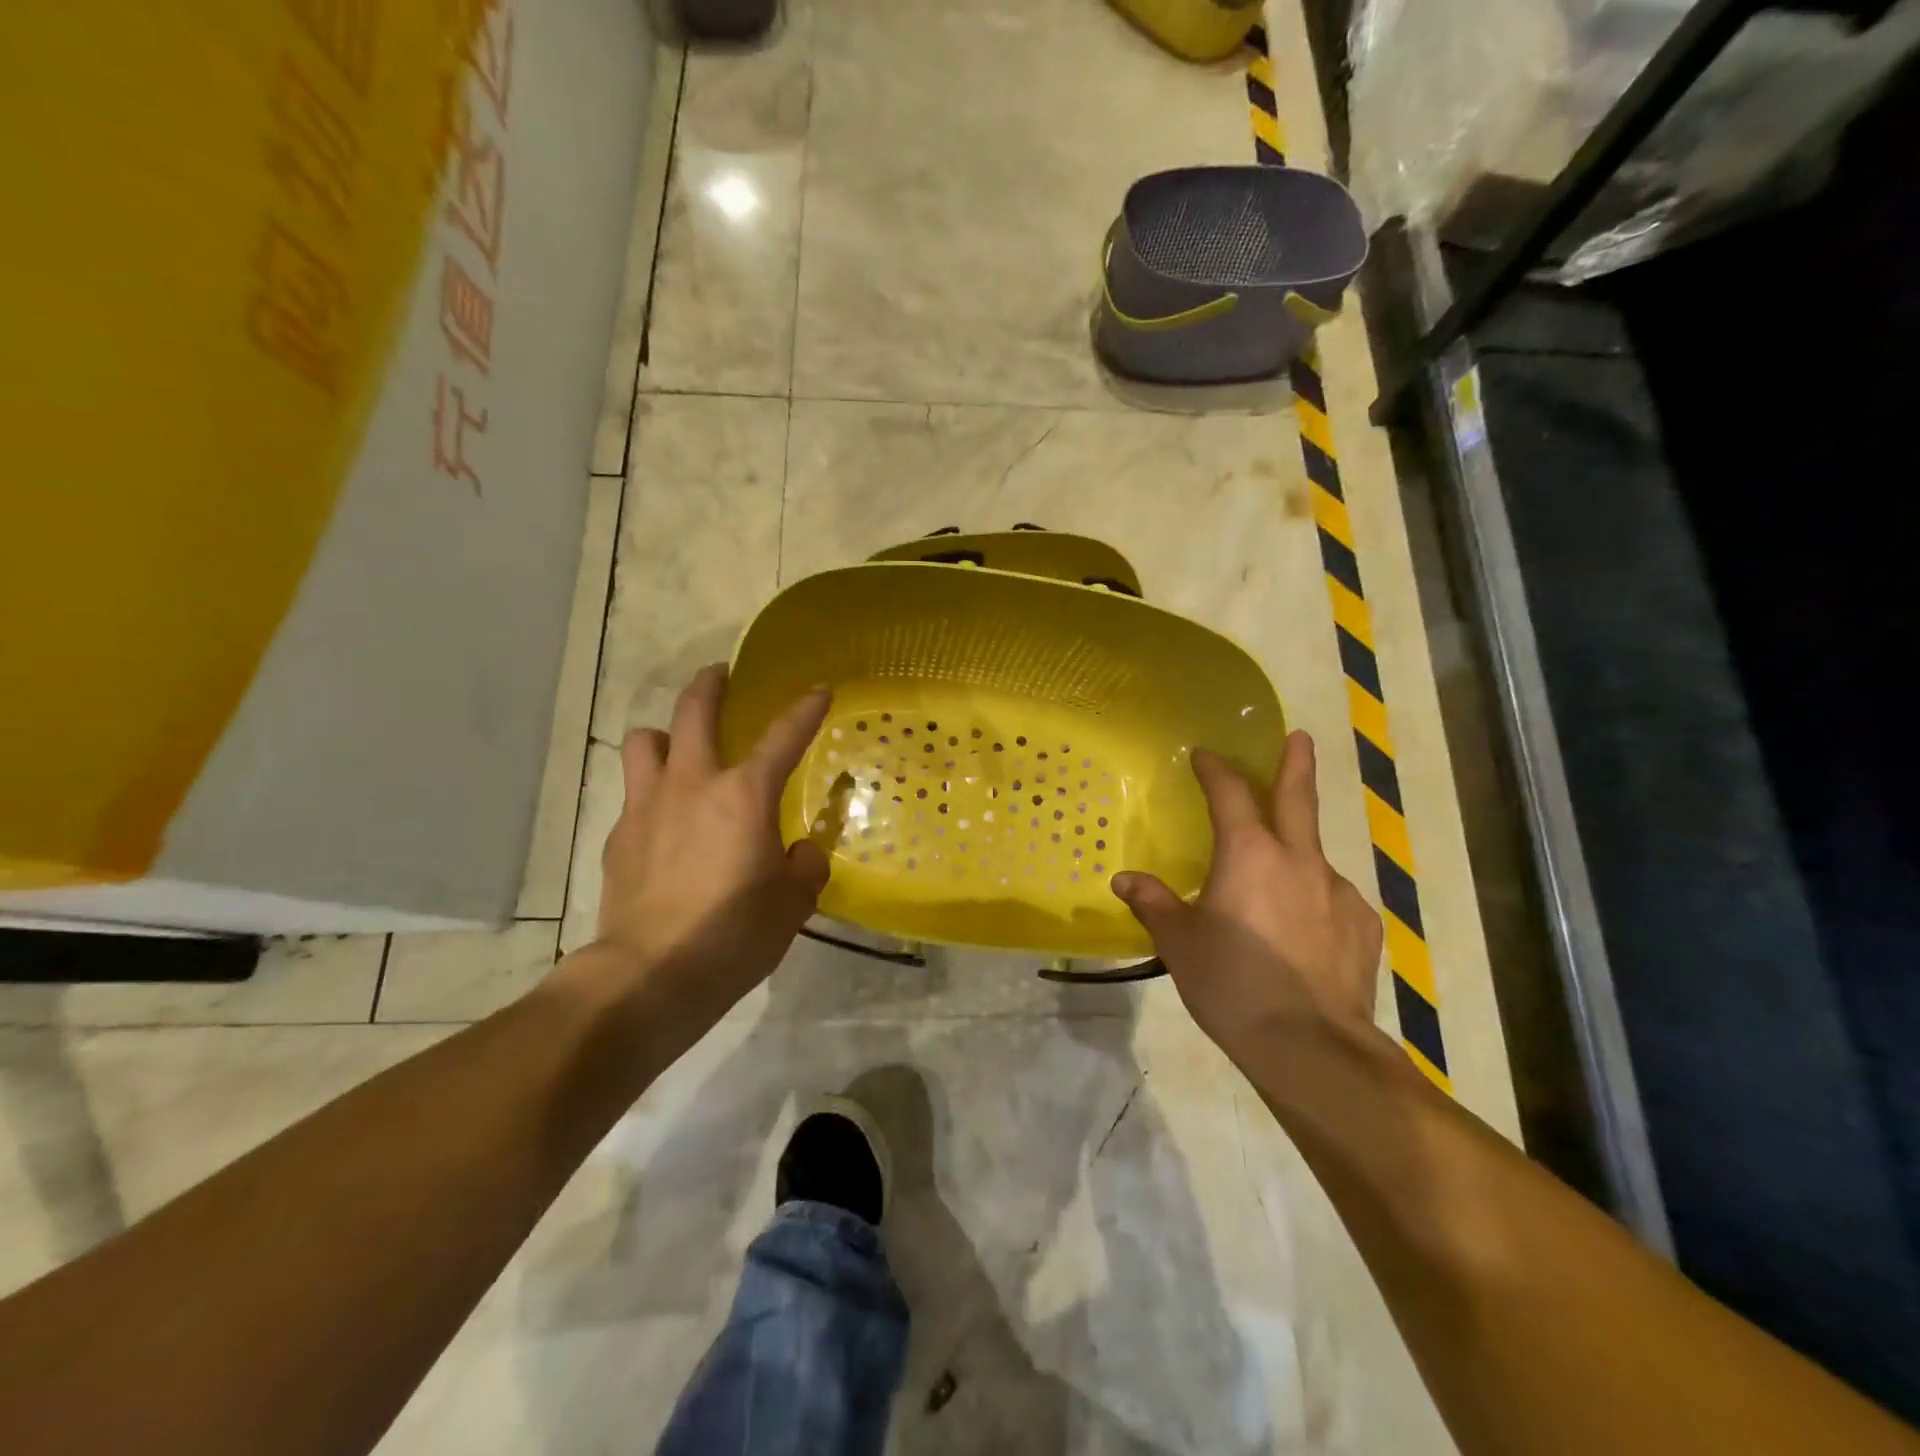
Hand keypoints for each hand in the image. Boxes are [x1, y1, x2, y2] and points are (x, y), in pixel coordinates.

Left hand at [582, 664, 831, 1039]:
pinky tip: (664, 823)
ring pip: (645, 741)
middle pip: (693, 711)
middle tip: (722, 675)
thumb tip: (801, 853)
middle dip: (711, 684)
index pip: (783, 736)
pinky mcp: (619, 836)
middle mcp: (692, 784)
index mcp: (744, 795)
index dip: (805, 709)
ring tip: (679, 749)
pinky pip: (634, 795)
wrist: (650, 974)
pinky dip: (651, 794)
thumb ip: (805, 867)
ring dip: (664, 735)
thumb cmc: (734, 933)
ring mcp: (647, 806)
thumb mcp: (793, 904)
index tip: (820, 689)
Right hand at [1112, 732, 1384, 1074]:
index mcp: (1249, 854)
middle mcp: (1298, 859)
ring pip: (1313, 856)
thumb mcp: (1179, 943)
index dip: (1216, 769)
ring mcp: (1338, 891)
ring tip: (1276, 886)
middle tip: (1300, 736)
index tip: (1204, 755)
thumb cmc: (1232, 984)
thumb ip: (1154, 904)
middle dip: (1296, 763)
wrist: (1310, 1046)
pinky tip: (1302, 930)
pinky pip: (1332, 898)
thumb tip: (1124, 881)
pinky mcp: (1362, 926)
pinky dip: (1313, 899)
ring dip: (1296, 852)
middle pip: (1298, 798)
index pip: (1230, 793)